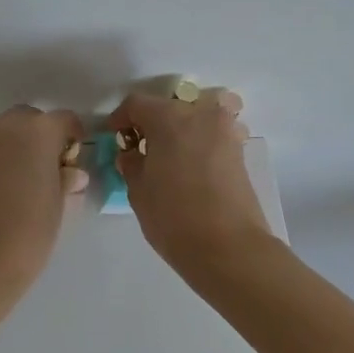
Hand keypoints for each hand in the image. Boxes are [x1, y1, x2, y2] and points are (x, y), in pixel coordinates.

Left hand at [0, 106, 87, 294]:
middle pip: (31, 119)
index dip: (74, 137)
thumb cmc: (28, 234)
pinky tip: (2, 190)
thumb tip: (71, 173)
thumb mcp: (59, 206)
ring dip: (18, 146)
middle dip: (43, 138)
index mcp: (38, 132)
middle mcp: (5, 127)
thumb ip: (66, 180)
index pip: (65, 120)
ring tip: (25, 181)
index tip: (76, 160)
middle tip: (51, 170)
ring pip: (5, 132)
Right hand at [108, 89, 274, 273]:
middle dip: (151, 124)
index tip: (114, 138)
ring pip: (194, 118)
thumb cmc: (174, 216)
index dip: (120, 119)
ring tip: (166, 158)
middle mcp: (200, 114)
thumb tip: (132, 155)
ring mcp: (225, 131)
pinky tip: (188, 167)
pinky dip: (197, 143)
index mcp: (169, 117)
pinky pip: (212, 135)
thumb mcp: (138, 191)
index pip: (137, 104)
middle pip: (168, 107)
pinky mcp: (239, 151)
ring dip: (178, 131)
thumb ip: (131, 164)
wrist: (229, 248)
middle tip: (139, 150)